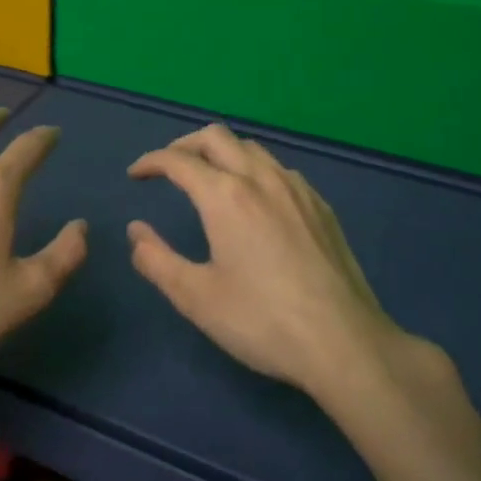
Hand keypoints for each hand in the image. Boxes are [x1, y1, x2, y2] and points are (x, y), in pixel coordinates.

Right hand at [127, 123, 407, 398]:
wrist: (345, 343)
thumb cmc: (262, 321)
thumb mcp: (196, 298)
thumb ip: (157, 260)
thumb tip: (136, 231)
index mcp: (226, 196)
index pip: (179, 161)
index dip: (151, 162)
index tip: (135, 175)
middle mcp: (261, 179)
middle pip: (216, 137)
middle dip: (185, 144)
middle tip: (168, 168)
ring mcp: (297, 189)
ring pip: (252, 148)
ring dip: (221, 153)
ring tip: (209, 180)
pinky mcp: (321, 207)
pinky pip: (279, 170)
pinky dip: (254, 170)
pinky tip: (256, 201)